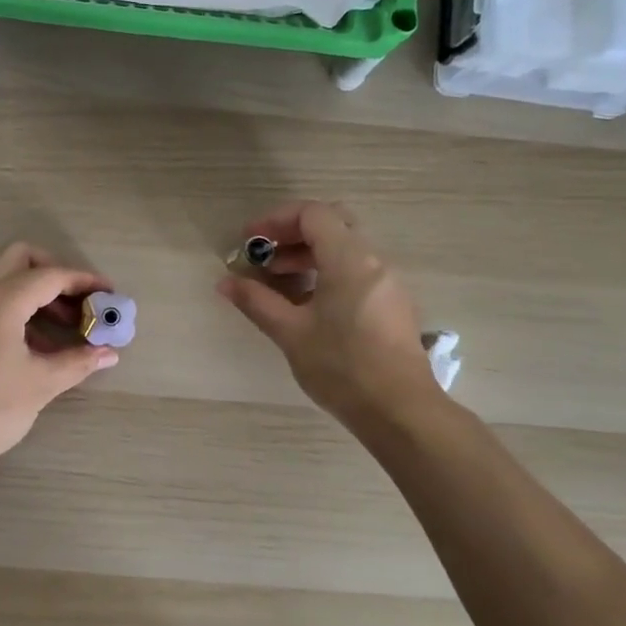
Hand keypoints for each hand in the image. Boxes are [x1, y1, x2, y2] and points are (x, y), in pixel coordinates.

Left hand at [0, 242, 119, 481]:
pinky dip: (15, 308)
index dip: (83, 281)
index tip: (108, 294)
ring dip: (35, 293)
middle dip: (55, 273)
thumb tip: (109, 353)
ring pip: (2, 279)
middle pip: (20, 258)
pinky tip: (35, 344)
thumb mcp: (40, 385)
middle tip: (79, 301)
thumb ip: (78, 362)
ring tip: (64, 328)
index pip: (49, 276)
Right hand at [218, 201, 440, 424]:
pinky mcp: (392, 304)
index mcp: (349, 259)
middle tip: (264, 258)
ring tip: (278, 284)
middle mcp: (373, 261)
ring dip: (308, 256)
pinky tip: (307, 305)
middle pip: (331, 225)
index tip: (249, 242)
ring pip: (345, 249)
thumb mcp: (291, 332)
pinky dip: (327, 273)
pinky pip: (356, 271)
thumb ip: (256, 301)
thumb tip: (225, 282)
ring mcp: (387, 282)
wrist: (400, 411)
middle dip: (292, 235)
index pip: (312, 214)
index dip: (275, 220)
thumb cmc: (342, 367)